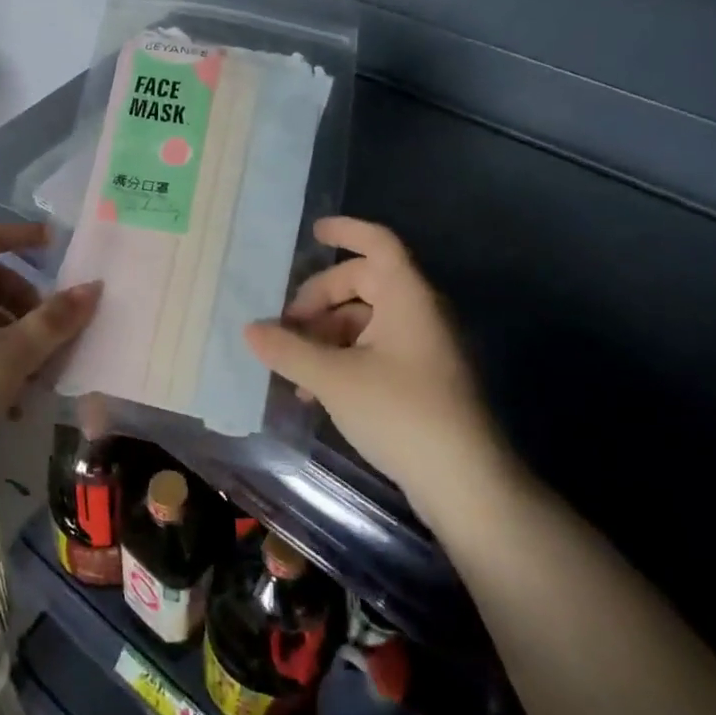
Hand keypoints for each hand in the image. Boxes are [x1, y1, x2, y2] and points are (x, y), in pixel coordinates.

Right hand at [243, 217, 510, 507]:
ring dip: (325, 336)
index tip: (313, 232)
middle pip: (363, 283)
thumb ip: (289, 350)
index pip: (378, 243)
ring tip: (293, 367)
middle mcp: (418, 312)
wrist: (466, 483)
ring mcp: (422, 347)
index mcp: (407, 297)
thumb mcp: (334, 378)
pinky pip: (374, 350)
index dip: (347, 231)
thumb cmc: (401, 412)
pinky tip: (315, 391)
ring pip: (364, 321)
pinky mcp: (421, 379)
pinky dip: (342, 358)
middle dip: (319, 300)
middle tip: (285, 326)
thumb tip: (250, 329)